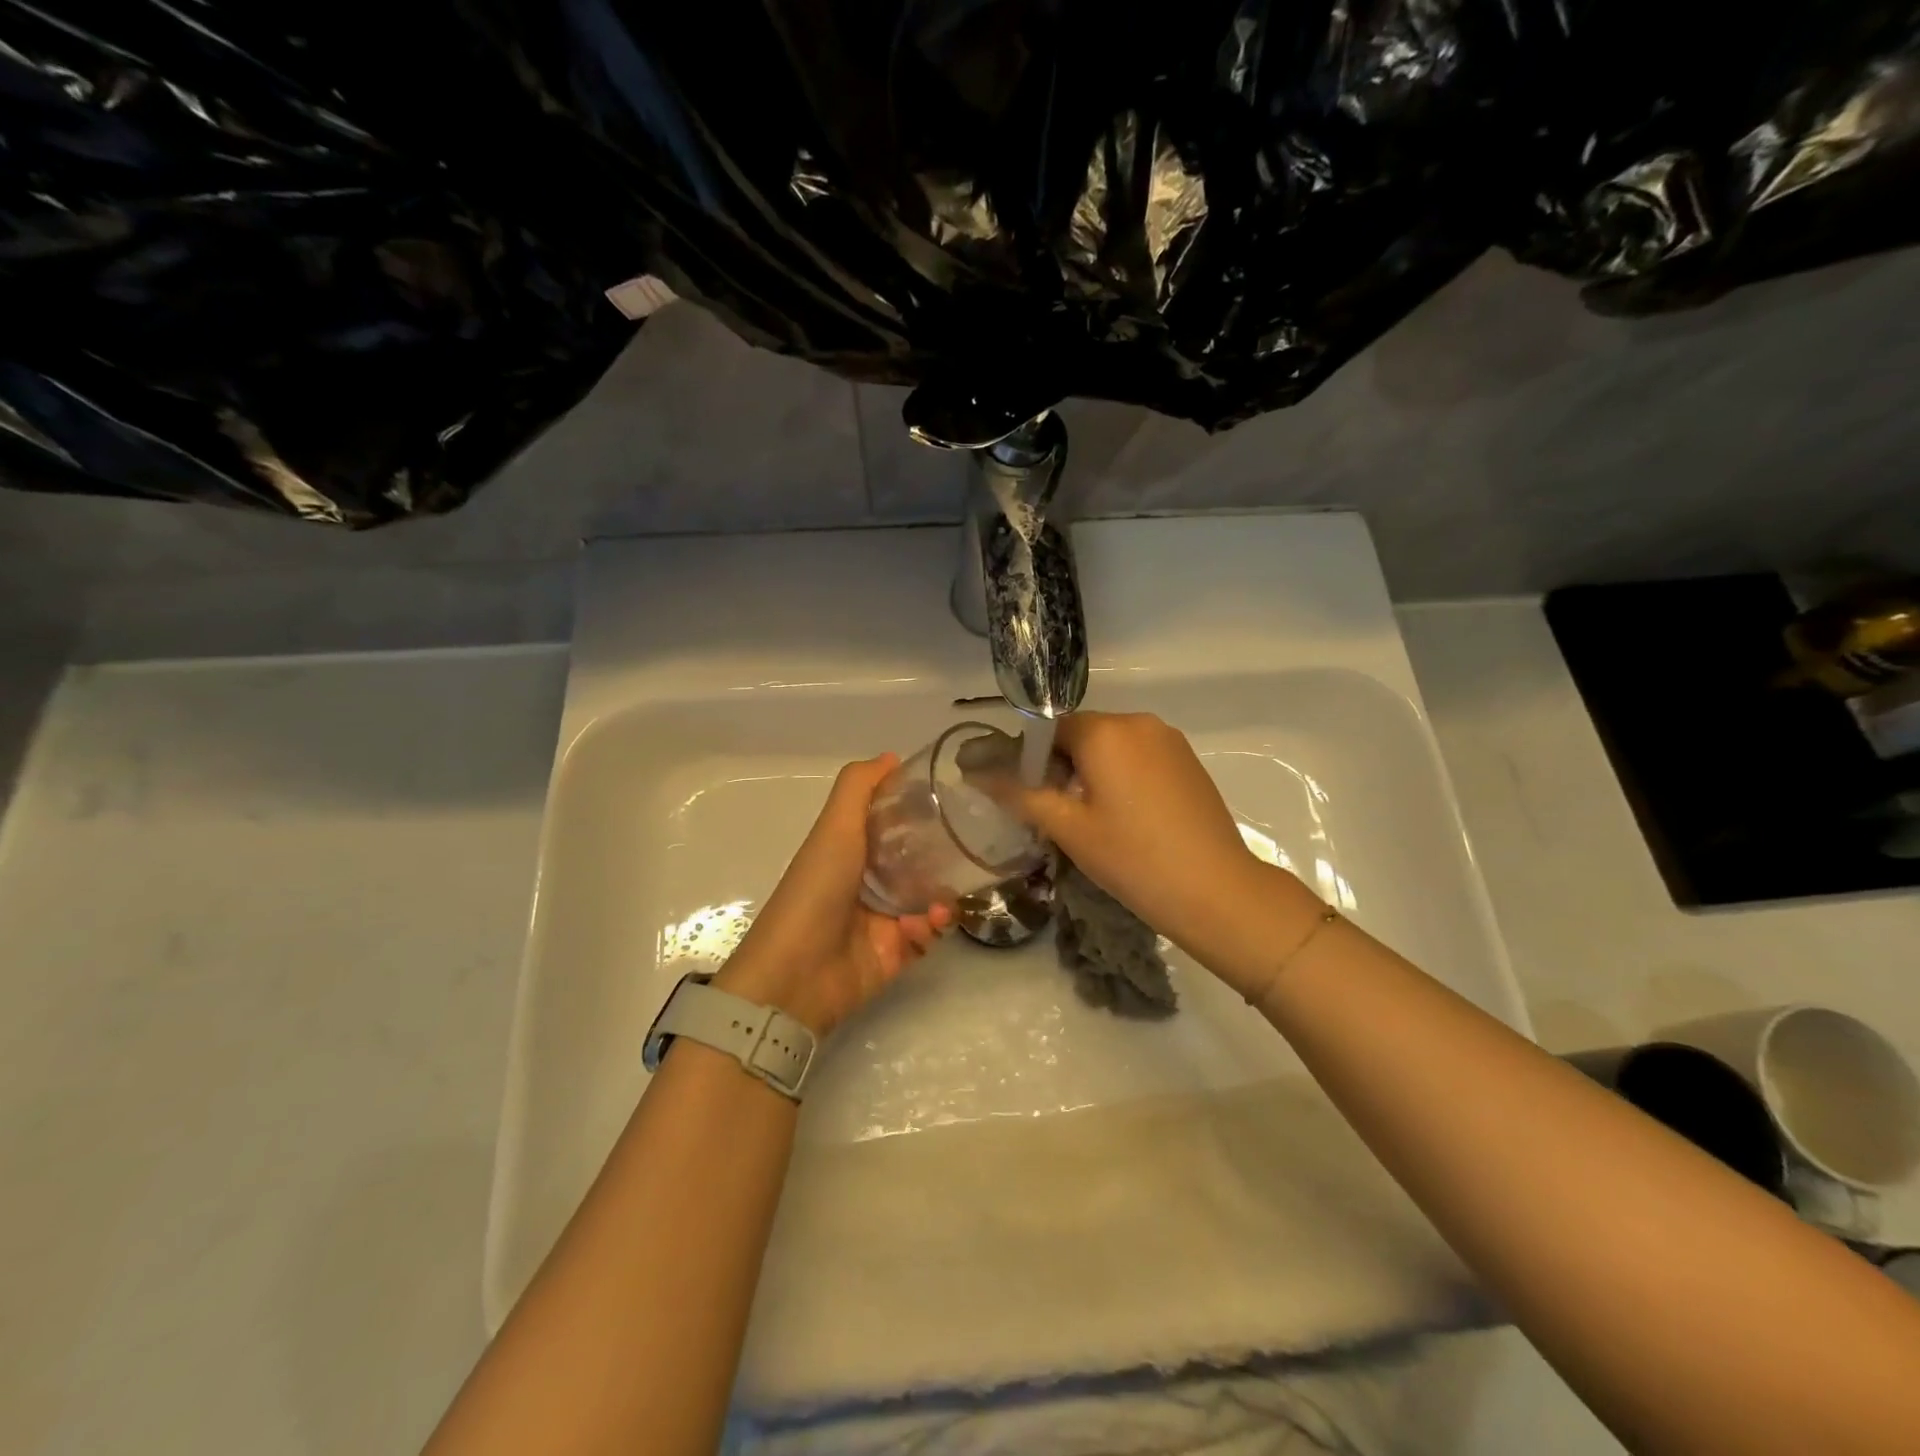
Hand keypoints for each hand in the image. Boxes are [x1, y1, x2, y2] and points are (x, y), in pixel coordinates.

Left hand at [715, 755, 951, 1036]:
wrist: (797, 974)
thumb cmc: (816, 890)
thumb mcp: (834, 828)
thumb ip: (858, 787)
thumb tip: (892, 756)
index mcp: (850, 851)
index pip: (891, 824)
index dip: (916, 812)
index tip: (947, 803)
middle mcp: (867, 882)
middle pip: (916, 862)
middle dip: (941, 858)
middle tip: (963, 853)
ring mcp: (882, 920)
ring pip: (929, 899)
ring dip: (940, 897)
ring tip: (937, 904)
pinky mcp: (895, 954)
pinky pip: (927, 936)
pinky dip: (930, 928)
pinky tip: (921, 926)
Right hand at [1016, 712, 1320, 994]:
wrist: (1216, 891)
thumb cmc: (1132, 857)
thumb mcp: (1068, 828)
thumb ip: (1020, 794)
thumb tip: (976, 772)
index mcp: (1106, 731)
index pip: (1049, 728)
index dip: (1031, 759)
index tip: (1028, 797)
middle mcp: (1139, 722)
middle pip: (1082, 734)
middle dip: (1063, 766)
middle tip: (1059, 815)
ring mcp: (1170, 740)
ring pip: (1112, 746)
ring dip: (1093, 772)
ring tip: (1093, 820)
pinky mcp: (1188, 761)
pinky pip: (1140, 756)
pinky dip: (1123, 776)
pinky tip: (1127, 818)